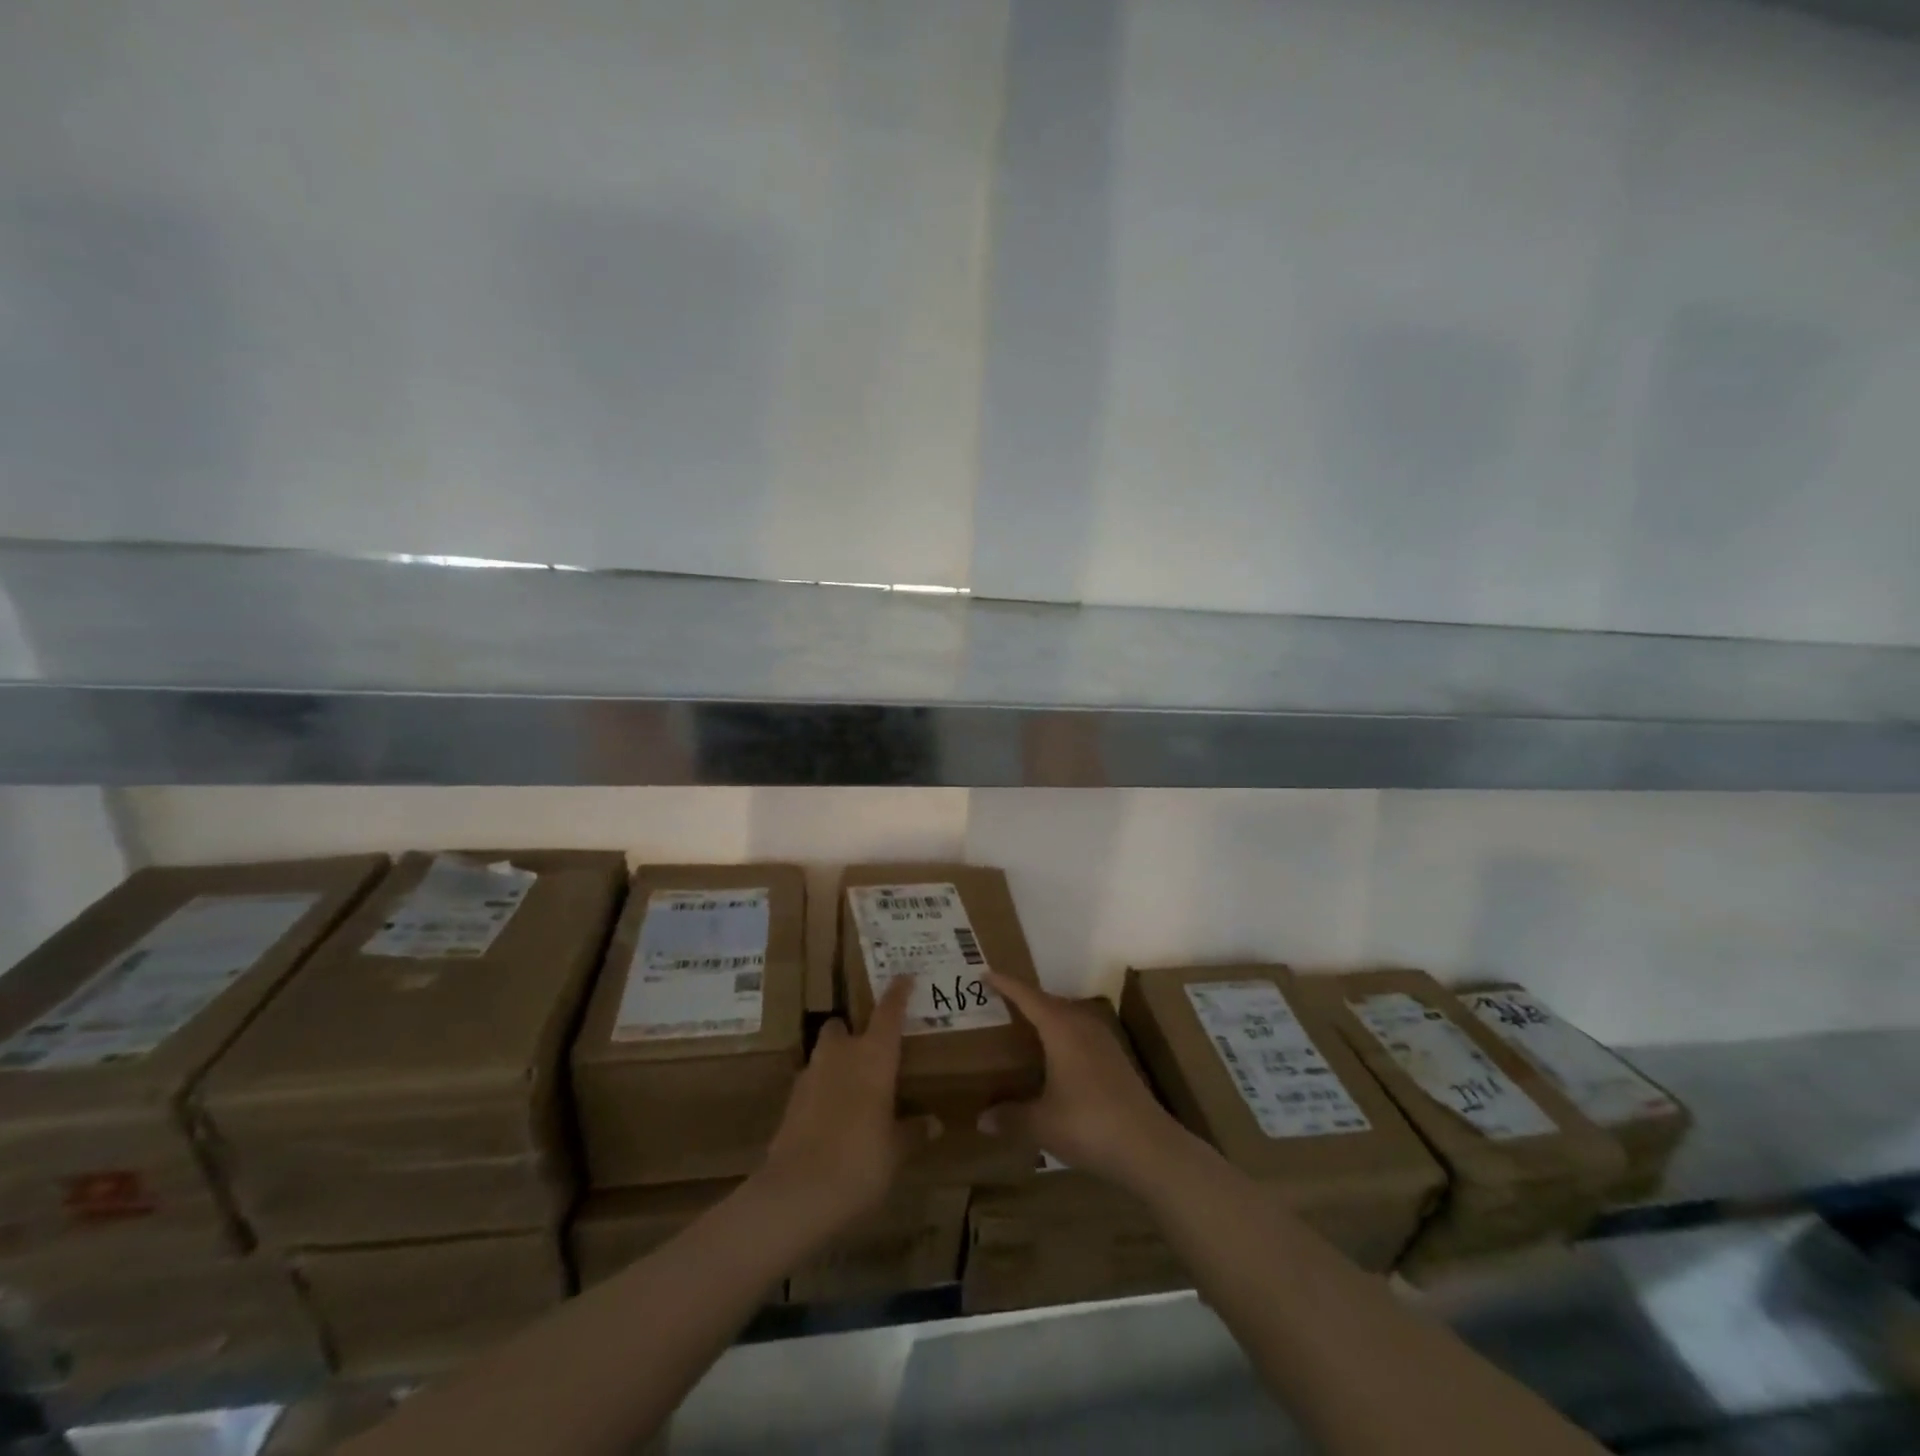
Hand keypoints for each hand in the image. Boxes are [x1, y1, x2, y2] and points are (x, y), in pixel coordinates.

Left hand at [756, 978, 930, 1233]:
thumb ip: (913, 1131)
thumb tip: (935, 1124)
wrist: (797, 1192)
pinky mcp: (790, 1102)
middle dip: (851, 1032)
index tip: (904, 977)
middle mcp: (840, 1056)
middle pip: (841, 1026)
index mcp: (873, 1057)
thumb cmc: (860, 1161)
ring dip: (834, 1062)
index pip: (888, 1014)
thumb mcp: (896, 1150)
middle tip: (868, 1051)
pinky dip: (821, 1092)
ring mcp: (810, 1076)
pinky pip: (810, 1084)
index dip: (897, 994)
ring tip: (850, 1087)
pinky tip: (831, 1117)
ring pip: (822, 1054)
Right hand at [984, 973, 1198, 1196]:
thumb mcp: (1042, 1124)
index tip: (986, 974)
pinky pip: (1081, 1033)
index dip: (1006, 985)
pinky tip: (1057, 1057)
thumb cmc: (1089, 1125)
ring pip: (1069, 1017)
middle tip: (1001, 1002)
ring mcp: (1104, 1042)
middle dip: (1025, 999)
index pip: (1028, 997)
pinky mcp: (1117, 1060)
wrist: (1149, 1147)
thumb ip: (1011, 1117)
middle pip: (1050, 1002)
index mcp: (1062, 1029)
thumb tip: (981, 1120)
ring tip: (1026, 1026)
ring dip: (1048, 1017)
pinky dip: (1063, 1035)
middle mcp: (1083, 1026)